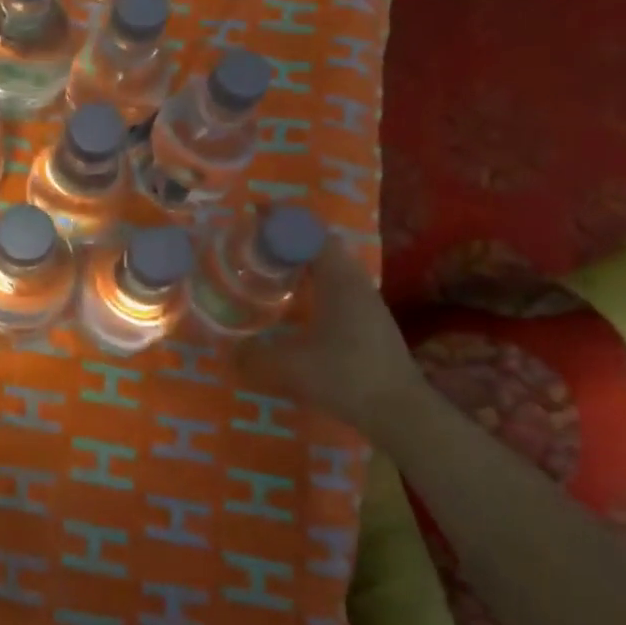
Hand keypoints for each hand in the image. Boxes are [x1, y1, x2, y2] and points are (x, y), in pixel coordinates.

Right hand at [234, 237, 422, 435]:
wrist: (399, 412)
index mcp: (338, 280)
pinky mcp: (370, 322)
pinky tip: (294, 305)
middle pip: (322, 245)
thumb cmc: (344, 377)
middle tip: (255, 243)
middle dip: (289, 238)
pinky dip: (313, 283)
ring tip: (269, 270)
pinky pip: (336, 287)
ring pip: (331, 267)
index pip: (311, 233)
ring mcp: (367, 303)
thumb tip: (226, 349)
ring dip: (302, 261)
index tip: (255, 213)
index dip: (283, 219)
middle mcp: (355, 283)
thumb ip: (252, 356)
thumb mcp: (288, 367)